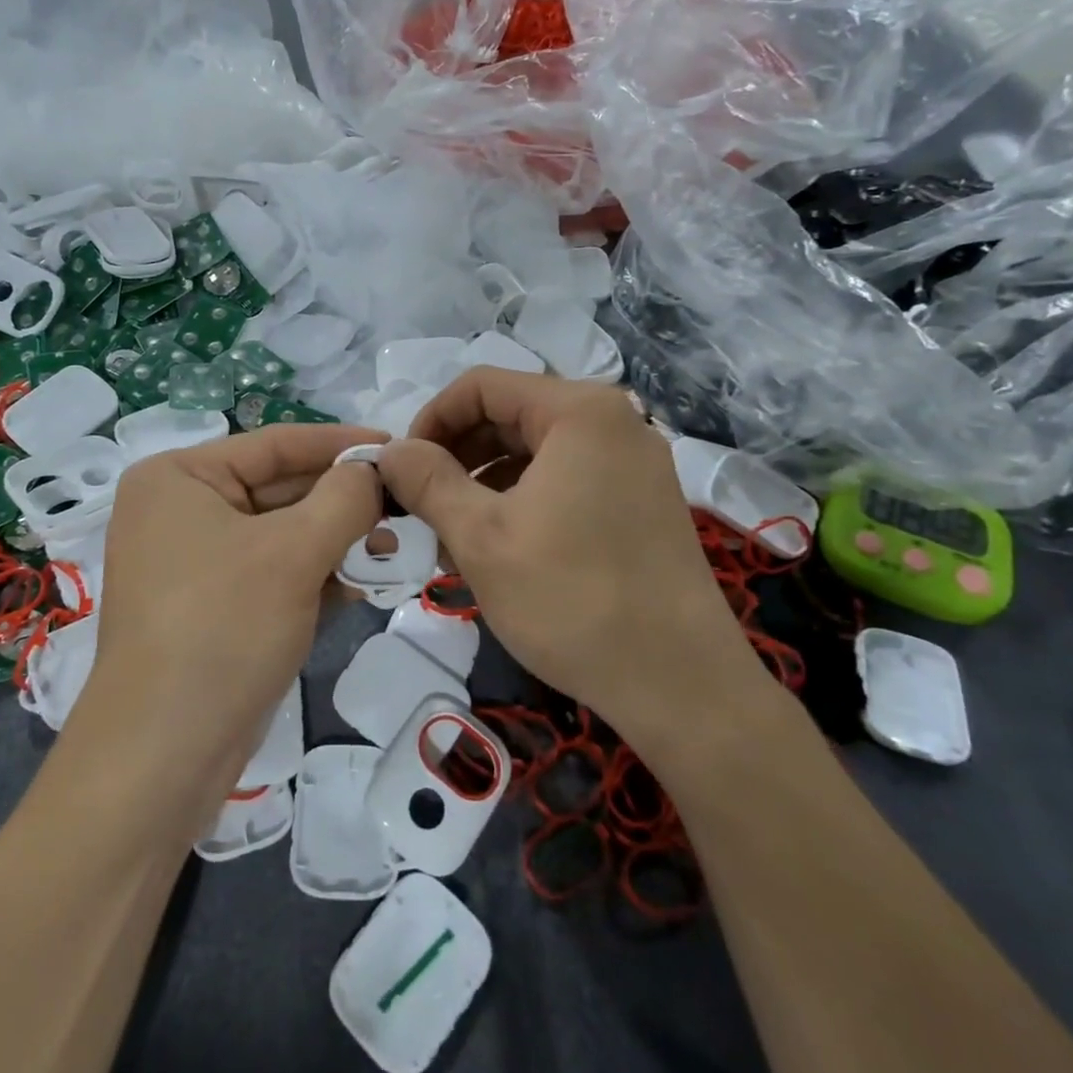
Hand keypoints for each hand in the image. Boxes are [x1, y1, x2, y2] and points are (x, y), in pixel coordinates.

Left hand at [87, 423, 383, 801]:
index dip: (341, 443)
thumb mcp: (293, 553)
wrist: (164, 755)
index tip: (399, 446)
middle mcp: (180, 510)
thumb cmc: (223, 628)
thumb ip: (344, 499)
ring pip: (282, 534)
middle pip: (280, 488)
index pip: (275, 444)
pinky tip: (361, 585)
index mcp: (179, 478)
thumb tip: (374, 470)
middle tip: (406, 504)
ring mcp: (194, 561)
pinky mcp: (213, 606)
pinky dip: (315, 575)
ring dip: (336, 541)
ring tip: (392, 550)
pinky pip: (273, 573)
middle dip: (343, 501)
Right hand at [378, 369, 767, 744]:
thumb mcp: (481, 537)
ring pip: (535, 454)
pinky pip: (565, 482)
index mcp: (579, 412)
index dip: (430, 421)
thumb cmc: (571, 599)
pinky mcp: (641, 503)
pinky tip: (494, 553)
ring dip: (483, 486)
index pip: (481, 386)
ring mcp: (633, 464)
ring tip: (449, 541)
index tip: (402, 471)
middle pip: (510, 416)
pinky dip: (521, 504)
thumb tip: (390, 450)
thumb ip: (427, 481)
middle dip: (456, 458)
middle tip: (419, 508)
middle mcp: (614, 422)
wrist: (681, 686)